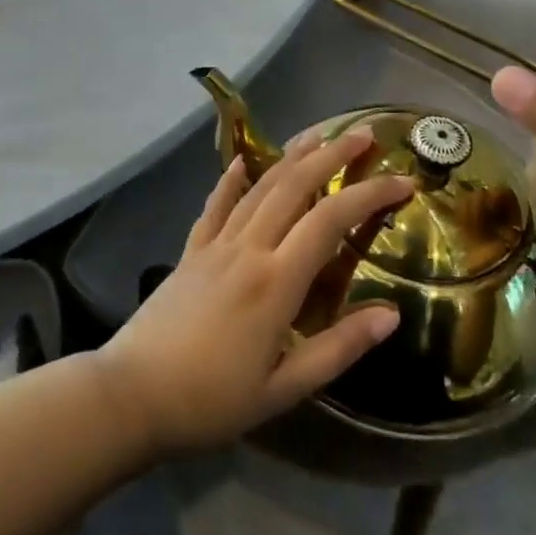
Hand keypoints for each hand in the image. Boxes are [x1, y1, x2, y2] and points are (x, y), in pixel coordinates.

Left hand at [96, 129, 411, 454]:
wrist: (131, 395)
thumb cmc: (212, 400)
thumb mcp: (284, 389)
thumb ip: (338, 348)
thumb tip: (391, 313)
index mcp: (276, 282)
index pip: (331, 220)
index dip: (370, 195)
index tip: (403, 181)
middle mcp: (247, 249)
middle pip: (294, 187)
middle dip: (331, 155)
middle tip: (363, 135)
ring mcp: (214, 246)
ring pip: (258, 188)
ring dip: (289, 157)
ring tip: (316, 135)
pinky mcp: (190, 252)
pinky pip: (214, 207)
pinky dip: (230, 182)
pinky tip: (240, 162)